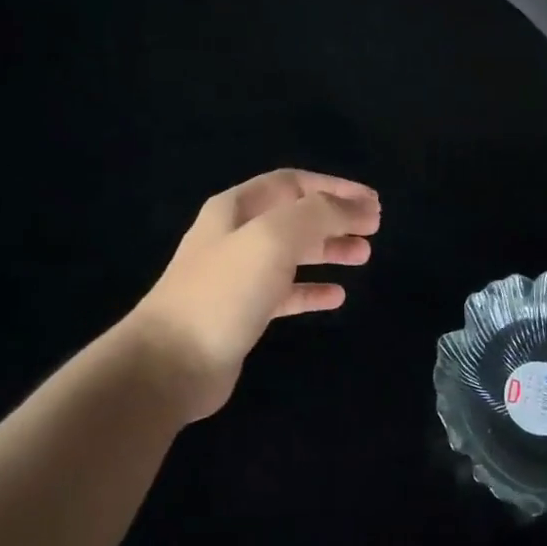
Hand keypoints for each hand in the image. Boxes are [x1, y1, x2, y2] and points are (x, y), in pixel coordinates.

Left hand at [126, 169, 380, 420]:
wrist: (172, 362)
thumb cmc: (224, 291)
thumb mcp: (274, 238)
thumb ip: (318, 215)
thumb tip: (356, 208)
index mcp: (237, 209)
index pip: (293, 183)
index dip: (335, 187)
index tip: (373, 202)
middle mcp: (235, 236)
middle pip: (294, 217)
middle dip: (336, 218)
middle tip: (374, 228)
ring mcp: (238, 276)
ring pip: (292, 254)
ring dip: (329, 250)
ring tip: (364, 255)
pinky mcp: (242, 313)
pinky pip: (285, 293)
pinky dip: (312, 290)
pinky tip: (337, 296)